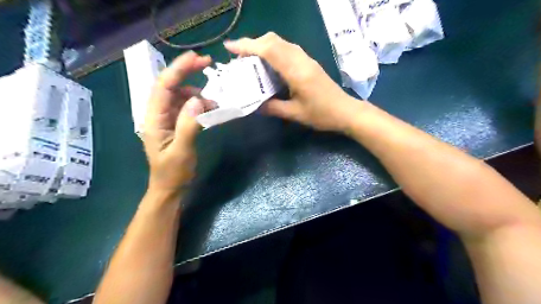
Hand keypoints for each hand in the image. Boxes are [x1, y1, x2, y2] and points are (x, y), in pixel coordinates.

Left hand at [144, 51, 213, 195]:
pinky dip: (199, 104)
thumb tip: (197, 99)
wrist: (170, 188)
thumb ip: (188, 125)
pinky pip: (187, 107)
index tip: (197, 58)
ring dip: (197, 92)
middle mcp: (158, 114)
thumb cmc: (173, 173)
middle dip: (187, 72)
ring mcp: (167, 118)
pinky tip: (209, 109)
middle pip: (170, 85)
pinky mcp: (176, 124)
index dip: (178, 69)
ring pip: (180, 95)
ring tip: (214, 101)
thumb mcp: (181, 151)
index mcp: (153, 119)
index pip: (163, 86)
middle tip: (208, 63)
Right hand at [224, 32, 358, 131]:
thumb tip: (254, 105)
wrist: (345, 111)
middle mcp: (301, 59)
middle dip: (253, 44)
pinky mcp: (308, 62)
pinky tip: (268, 65)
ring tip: (250, 60)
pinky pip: (287, 49)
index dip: (247, 46)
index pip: (269, 50)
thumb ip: (272, 108)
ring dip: (263, 46)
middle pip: (273, 40)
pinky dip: (273, 52)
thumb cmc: (321, 114)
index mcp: (296, 71)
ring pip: (281, 43)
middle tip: (239, 58)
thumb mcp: (294, 114)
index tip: (230, 48)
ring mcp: (306, 59)